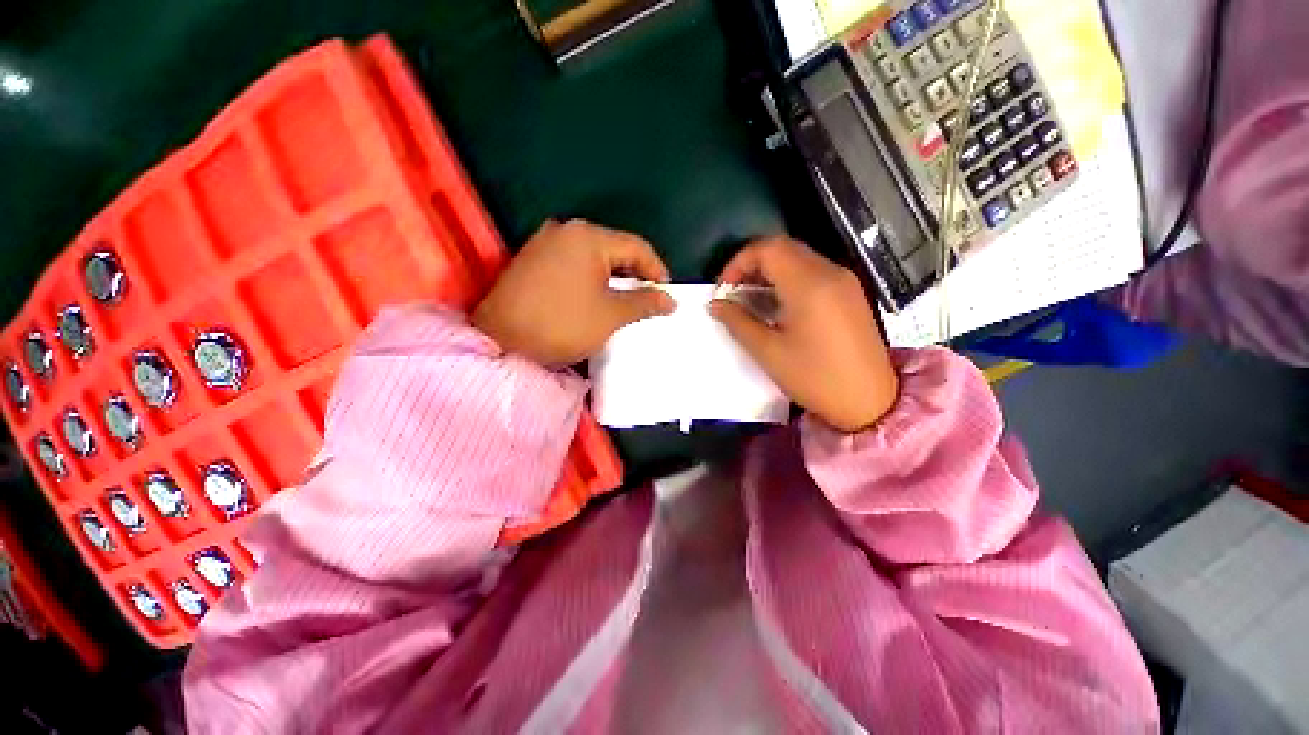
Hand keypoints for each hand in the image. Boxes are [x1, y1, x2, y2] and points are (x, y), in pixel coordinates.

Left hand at [473, 219, 675, 366]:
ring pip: (592, 256)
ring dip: (613, 277)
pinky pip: (572, 262)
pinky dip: (590, 278)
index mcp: (588, 237)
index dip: (656, 270)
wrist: (500, 340)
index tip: (667, 292)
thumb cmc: (563, 324)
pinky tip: (595, 296)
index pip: (636, 247)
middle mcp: (565, 230)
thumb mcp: (611, 315)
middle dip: (634, 274)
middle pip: (613, 248)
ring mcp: (544, 243)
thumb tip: (670, 300)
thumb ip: (645, 303)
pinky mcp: (532, 258)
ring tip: (625, 300)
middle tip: (647, 298)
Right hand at [710, 238, 897, 431]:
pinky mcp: (850, 293)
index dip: (738, 262)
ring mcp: (844, 281)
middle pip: (783, 248)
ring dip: (770, 272)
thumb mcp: (768, 351)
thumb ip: (737, 322)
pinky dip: (788, 280)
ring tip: (751, 301)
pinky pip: (813, 272)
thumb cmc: (814, 378)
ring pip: (799, 258)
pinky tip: (778, 306)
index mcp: (809, 284)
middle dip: (752, 265)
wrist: (870, 402)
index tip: (723, 290)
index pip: (767, 249)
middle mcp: (830, 272)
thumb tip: (716, 304)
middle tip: (734, 293)